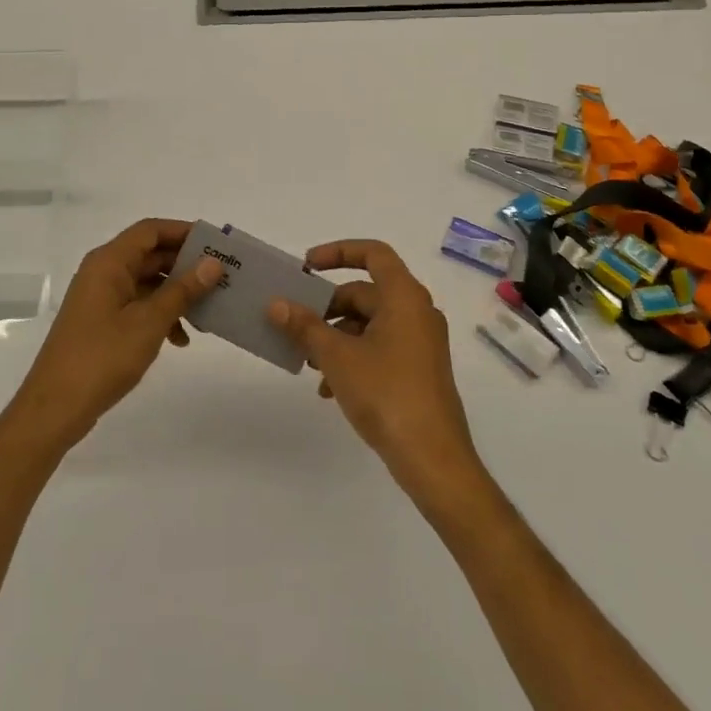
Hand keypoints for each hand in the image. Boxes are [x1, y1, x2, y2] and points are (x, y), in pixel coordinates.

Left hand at [7, 219, 221, 451]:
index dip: (183, 232)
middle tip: (220, 278)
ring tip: (206, 313)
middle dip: (185, 266)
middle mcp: (103, 272)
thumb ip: (183, 290)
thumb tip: (213, 264)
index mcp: (109, 262)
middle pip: (150, 255)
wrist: (55, 408)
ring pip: (146, 282)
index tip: (215, 245)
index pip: (151, 230)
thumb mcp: (150, 322)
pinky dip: (159, 315)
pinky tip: (179, 339)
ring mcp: (100, 298)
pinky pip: (137, 305)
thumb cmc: (103, 356)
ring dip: (175, 294)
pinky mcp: (100, 322)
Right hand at [266, 240, 484, 504]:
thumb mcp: (337, 357)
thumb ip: (305, 326)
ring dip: (336, 337)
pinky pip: (380, 348)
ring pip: (370, 324)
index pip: (373, 253)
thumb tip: (276, 304)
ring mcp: (421, 342)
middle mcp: (417, 311)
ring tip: (309, 363)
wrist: (433, 458)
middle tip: (296, 325)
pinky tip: (329, 389)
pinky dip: (354, 357)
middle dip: (327, 308)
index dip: (338, 252)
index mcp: (404, 297)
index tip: (306, 267)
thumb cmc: (386, 393)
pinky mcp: (419, 369)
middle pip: (366, 292)